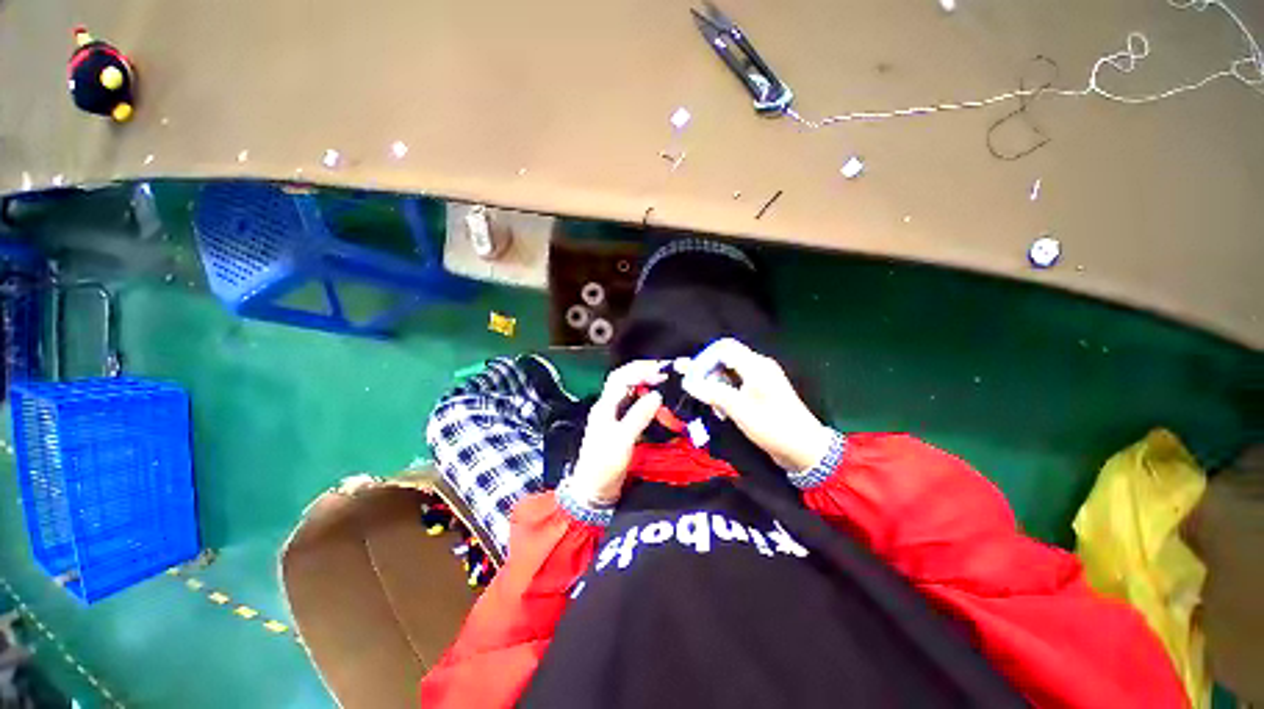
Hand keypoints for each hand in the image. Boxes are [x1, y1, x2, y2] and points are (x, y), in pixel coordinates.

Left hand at [568, 360, 667, 506]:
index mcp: (605, 406)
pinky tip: (657, 401)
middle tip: (666, 372)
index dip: (640, 370)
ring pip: (629, 391)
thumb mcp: (623, 440)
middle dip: (644, 372)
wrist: (594, 489)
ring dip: (645, 383)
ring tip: (665, 382)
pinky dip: (646, 398)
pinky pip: (633, 405)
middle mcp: (608, 406)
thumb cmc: (604, 464)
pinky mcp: (620, 426)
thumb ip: (638, 416)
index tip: (662, 371)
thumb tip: (657, 395)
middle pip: (624, 380)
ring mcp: (613, 416)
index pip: (620, 377)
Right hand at [682, 338, 832, 472]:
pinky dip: (725, 392)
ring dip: (715, 385)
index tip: (691, 377)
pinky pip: (737, 384)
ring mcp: (760, 379)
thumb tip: (688, 383)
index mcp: (756, 365)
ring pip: (729, 372)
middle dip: (708, 373)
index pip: (724, 348)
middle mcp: (758, 366)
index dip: (704, 359)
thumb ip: (712, 392)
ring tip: (710, 404)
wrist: (804, 449)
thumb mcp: (739, 409)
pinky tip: (720, 409)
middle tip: (696, 390)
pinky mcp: (761, 392)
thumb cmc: (772, 426)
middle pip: (725, 359)